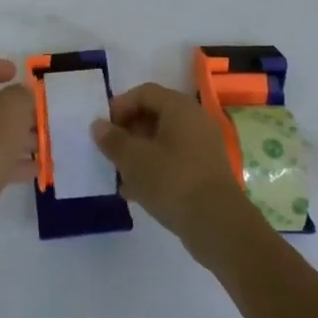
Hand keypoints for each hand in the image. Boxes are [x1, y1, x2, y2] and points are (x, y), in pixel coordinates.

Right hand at [92, 83, 261, 260]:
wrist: (218, 225)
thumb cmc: (172, 181)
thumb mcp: (134, 159)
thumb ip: (113, 140)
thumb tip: (98, 125)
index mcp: (179, 108)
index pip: (144, 93)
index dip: (120, 106)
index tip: (103, 128)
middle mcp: (194, 120)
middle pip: (154, 115)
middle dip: (128, 131)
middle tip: (109, 150)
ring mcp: (203, 147)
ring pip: (163, 141)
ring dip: (138, 153)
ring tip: (119, 173)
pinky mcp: (205, 172)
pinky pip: (174, 161)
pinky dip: (154, 169)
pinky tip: (136, 191)